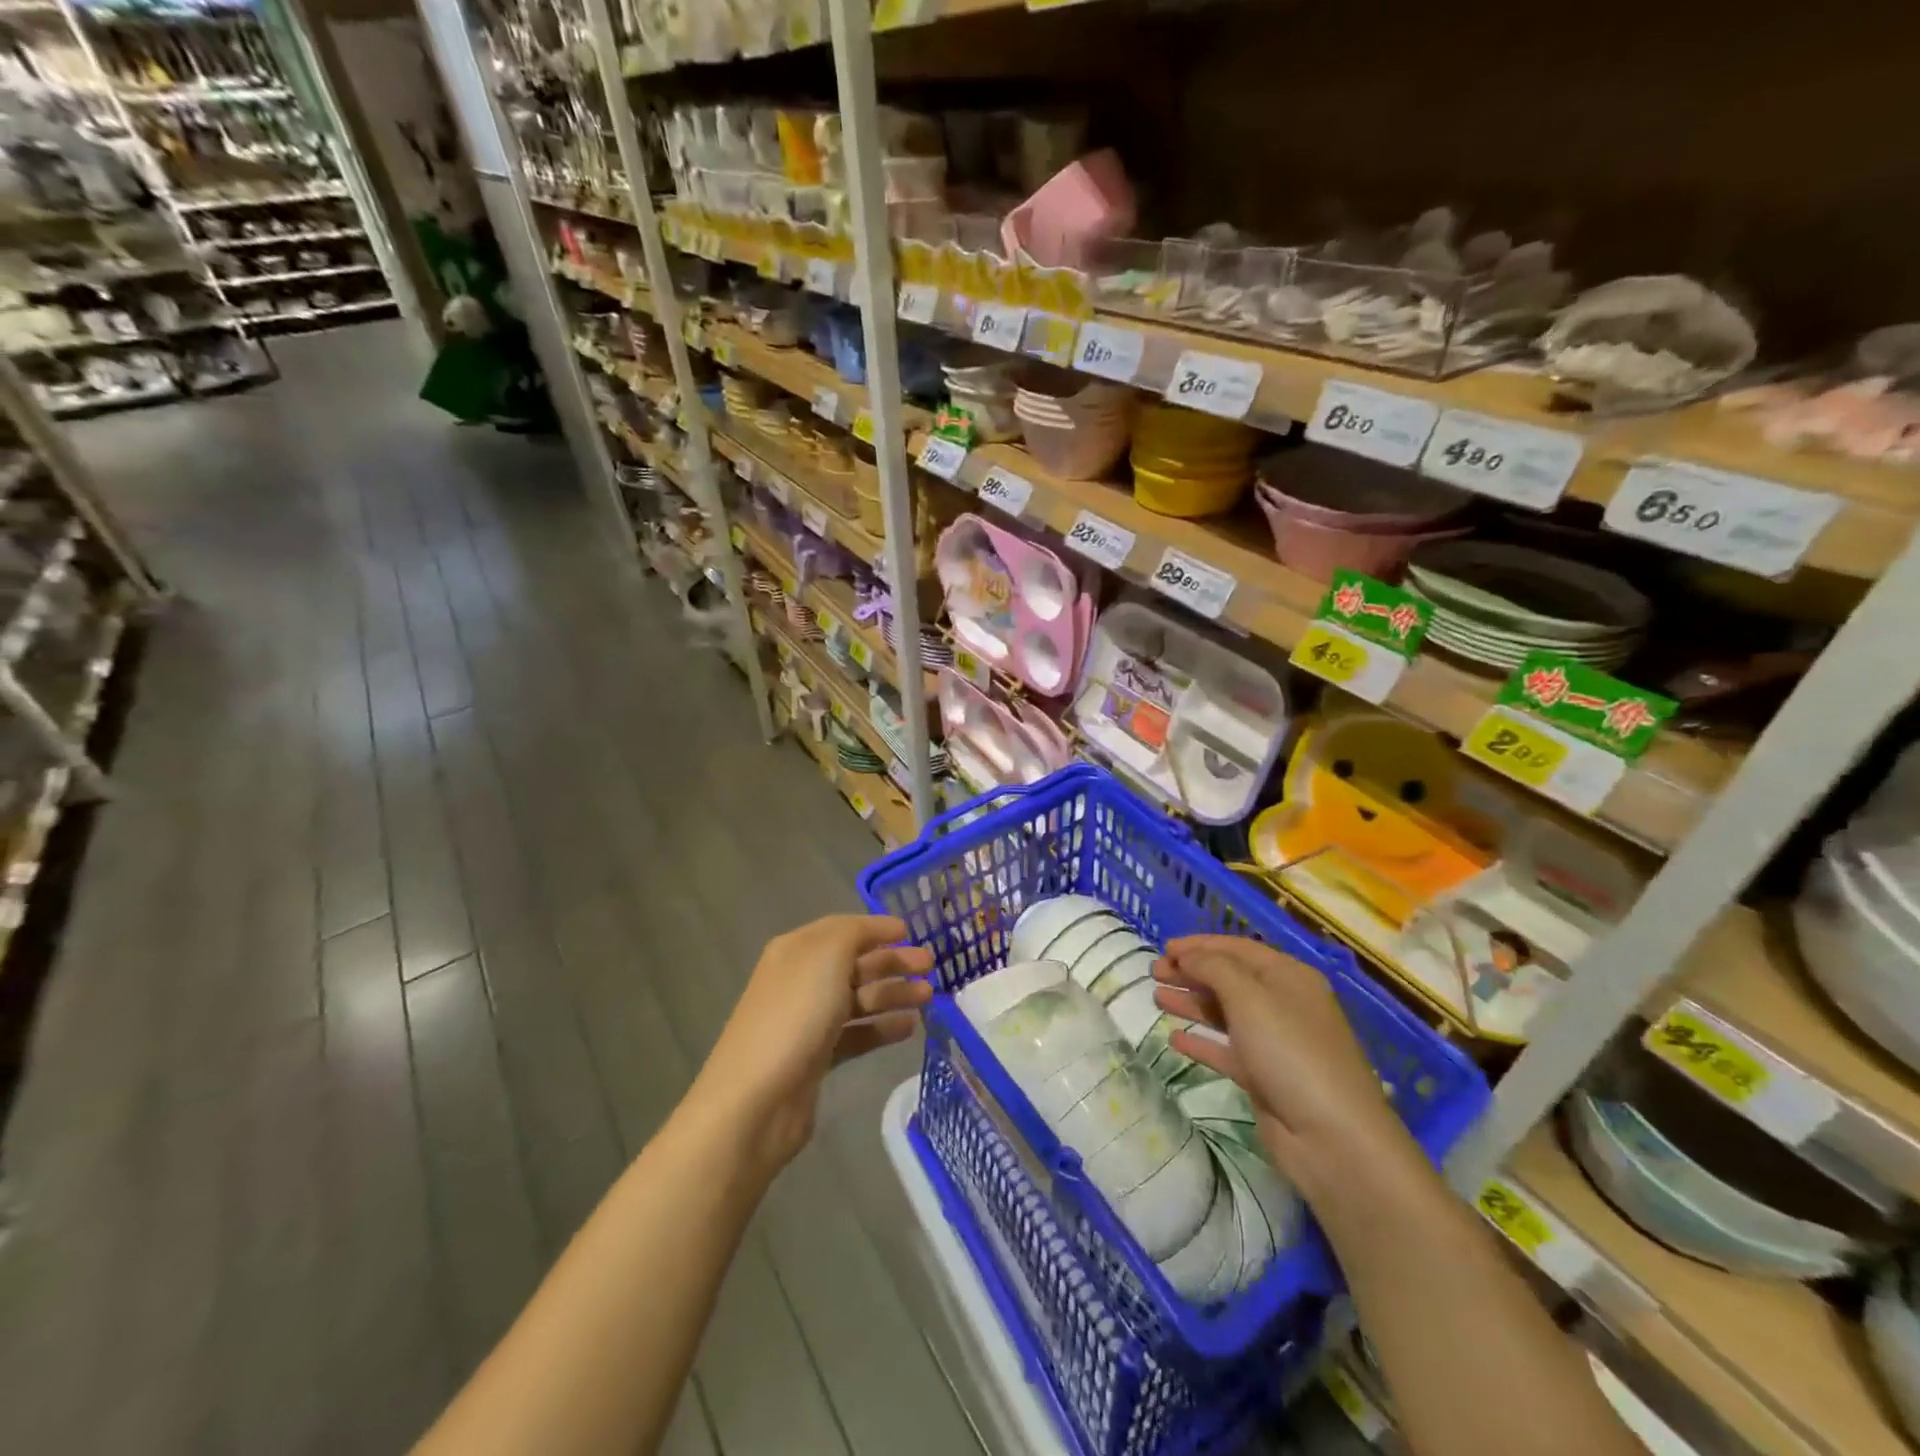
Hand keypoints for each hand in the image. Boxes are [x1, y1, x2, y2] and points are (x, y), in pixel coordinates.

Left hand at [691, 915, 932, 1173]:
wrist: (756, 1100)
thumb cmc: (795, 1014)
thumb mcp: (827, 955)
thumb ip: (855, 933)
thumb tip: (877, 930)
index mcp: (797, 950)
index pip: (843, 928)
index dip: (877, 928)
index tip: (912, 932)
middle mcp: (801, 980)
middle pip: (854, 963)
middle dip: (892, 962)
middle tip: (931, 967)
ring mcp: (807, 1020)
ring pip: (858, 999)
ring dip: (893, 994)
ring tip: (928, 997)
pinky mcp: (816, 1057)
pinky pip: (856, 1034)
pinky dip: (881, 1028)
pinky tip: (909, 1028)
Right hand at [1153, 935, 1418, 1200]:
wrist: (1333, 1138)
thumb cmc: (1291, 1052)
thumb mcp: (1250, 998)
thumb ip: (1214, 968)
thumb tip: (1187, 955)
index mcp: (1288, 977)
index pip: (1237, 949)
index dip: (1199, 946)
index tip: (1163, 948)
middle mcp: (1283, 1004)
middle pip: (1229, 979)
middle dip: (1191, 973)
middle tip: (1153, 974)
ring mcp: (1274, 1042)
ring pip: (1225, 1014)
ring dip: (1191, 1003)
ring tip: (1156, 998)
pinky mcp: (1264, 1077)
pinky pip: (1226, 1050)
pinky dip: (1201, 1041)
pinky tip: (1175, 1039)